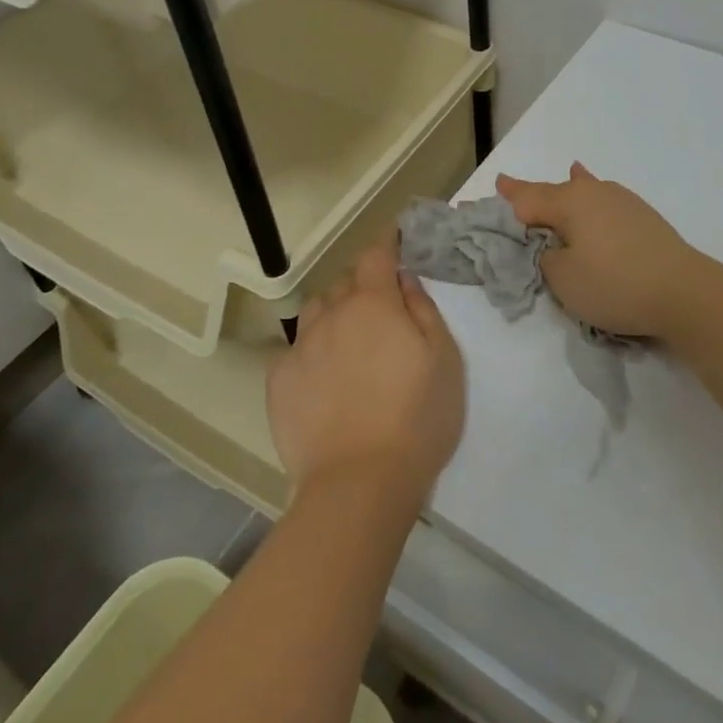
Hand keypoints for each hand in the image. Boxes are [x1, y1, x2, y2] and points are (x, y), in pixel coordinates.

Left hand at [269, 234, 465, 503]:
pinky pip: (295, 350)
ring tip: (350, 343)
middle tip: (382, 309)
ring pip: (316, 312)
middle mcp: (332, 315)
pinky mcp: (279, 382)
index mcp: (374, 304)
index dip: (386, 242)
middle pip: (344, 282)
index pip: (376, 254)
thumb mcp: (444, 359)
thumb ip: (423, 309)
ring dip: (334, 314)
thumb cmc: (417, 418)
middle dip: (363, 284)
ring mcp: (300, 347)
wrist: (359, 484)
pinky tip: (324, 379)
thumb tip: (404, 279)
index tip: (395, 238)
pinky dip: (311, 351)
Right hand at [496, 163, 707, 344]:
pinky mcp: (643, 217)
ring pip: (582, 191)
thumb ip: (546, 257)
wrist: (684, 292)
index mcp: (569, 203)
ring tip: (563, 174)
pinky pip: (604, 199)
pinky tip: (596, 186)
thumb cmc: (614, 284)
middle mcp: (593, 193)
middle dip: (531, 192)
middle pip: (553, 191)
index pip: (527, 199)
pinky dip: (592, 195)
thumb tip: (552, 245)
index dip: (507, 197)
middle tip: (509, 186)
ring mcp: (622, 202)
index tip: (493, 186)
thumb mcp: (563, 279)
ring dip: (565, 190)